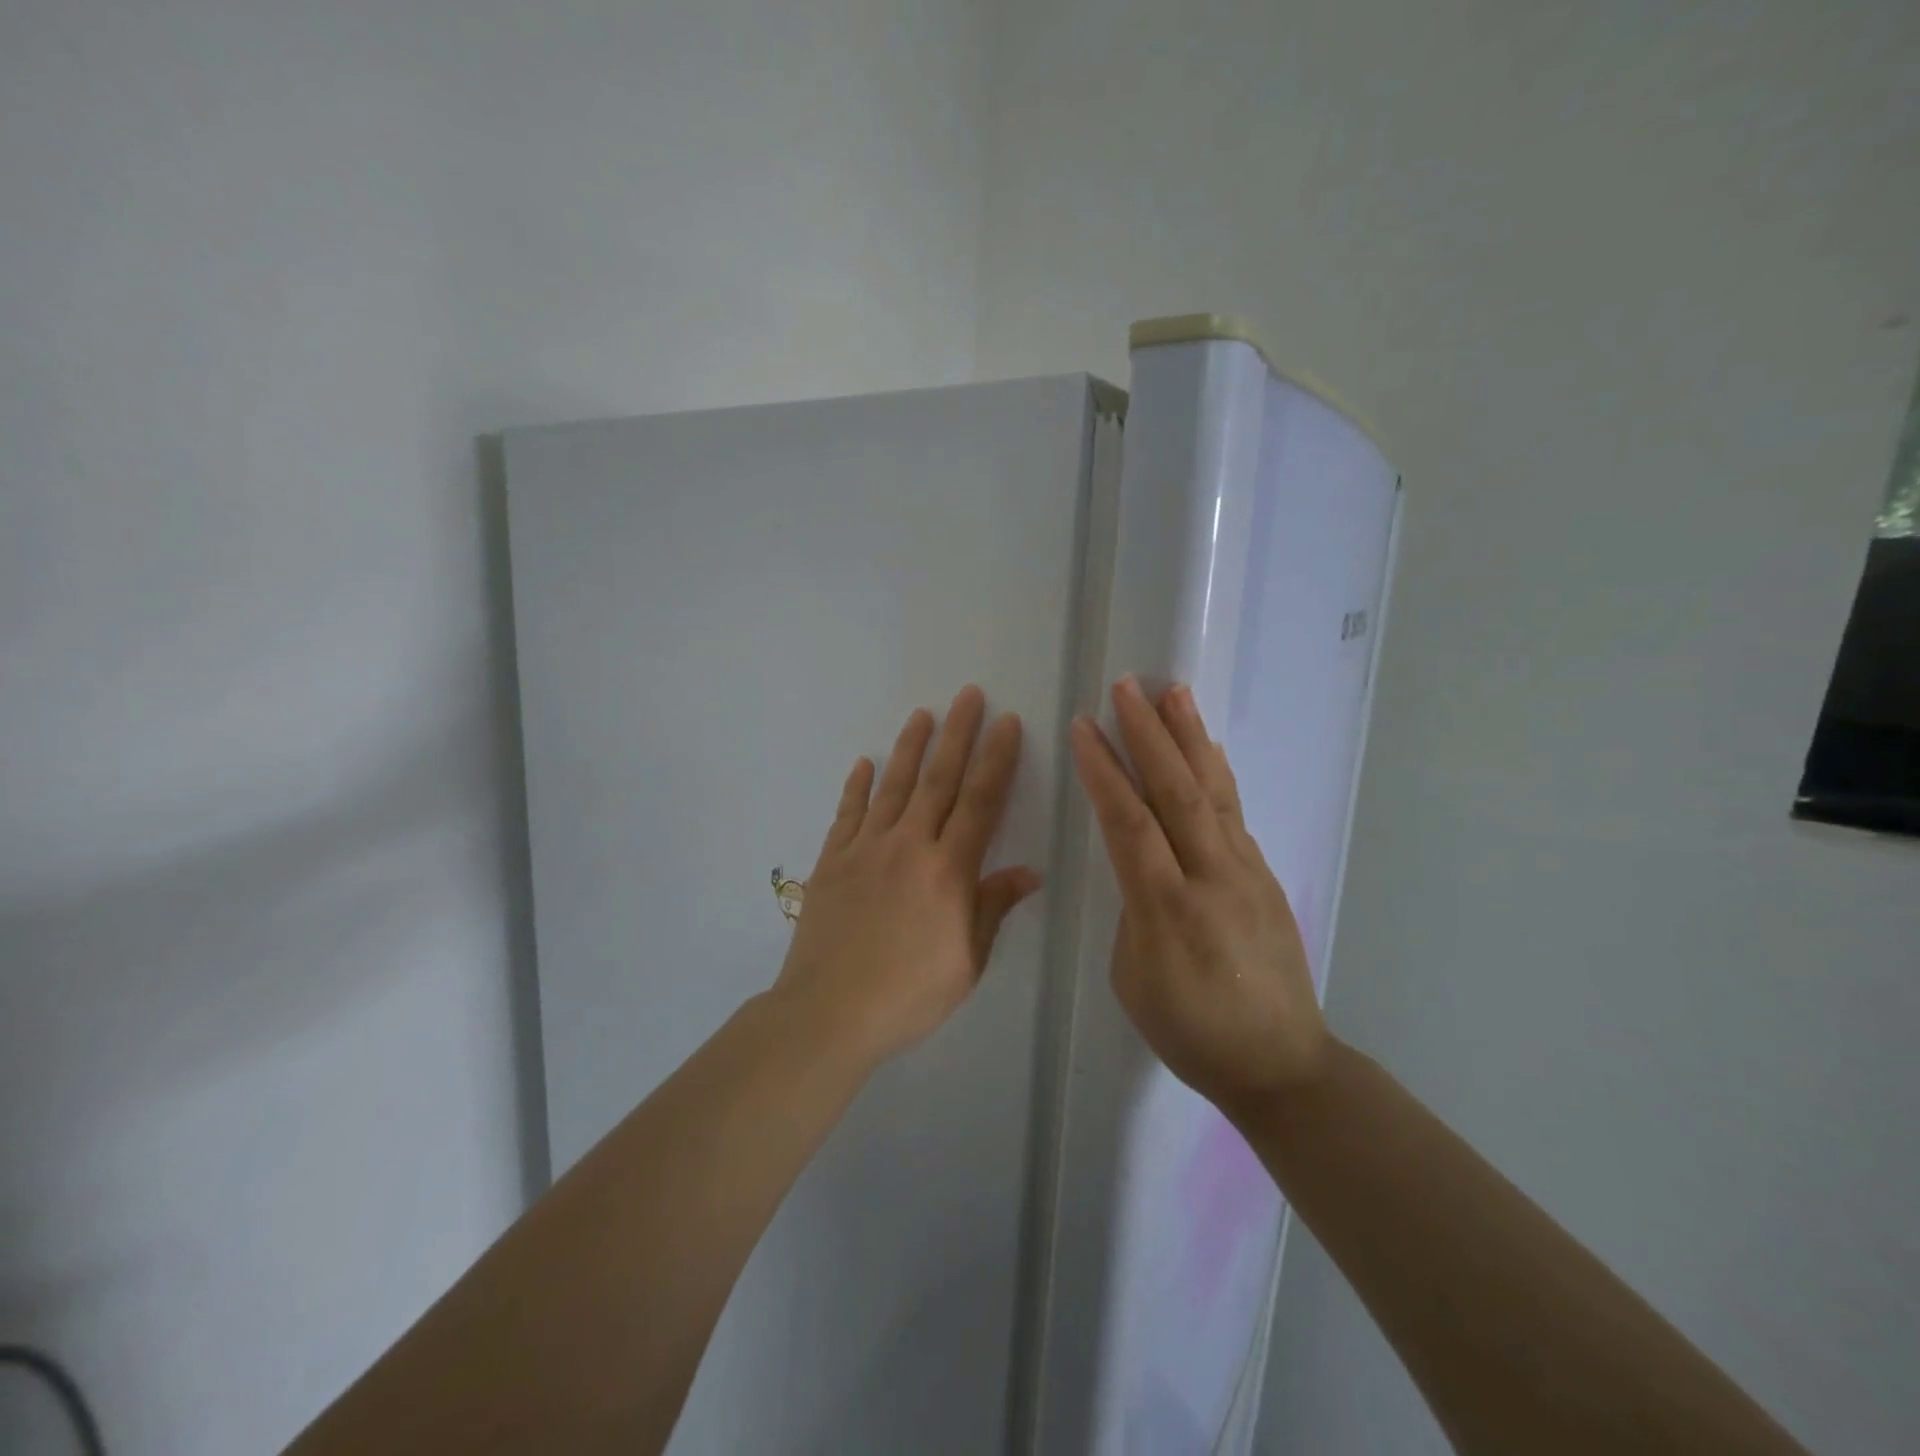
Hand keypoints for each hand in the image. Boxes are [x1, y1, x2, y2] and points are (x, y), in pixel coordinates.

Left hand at [775, 686, 1042, 1065]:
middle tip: (969, 695)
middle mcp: (909, 846)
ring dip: (911, 747)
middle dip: (958, 734)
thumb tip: (1029, 871)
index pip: (980, 802)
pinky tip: (864, 762)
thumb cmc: (909, 994)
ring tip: (923, 713)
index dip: (997, 759)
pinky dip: (857, 786)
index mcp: (949, 871)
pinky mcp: (833, 860)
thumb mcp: (968, 961)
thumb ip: (993, 907)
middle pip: (939, 780)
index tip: (1008, 723)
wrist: (829, 1012)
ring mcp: (866, 849)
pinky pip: (848, 813)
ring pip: (894, 786)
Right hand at [1070, 677, 1330, 1110]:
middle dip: (1148, 734)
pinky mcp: (1264, 875)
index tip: (1084, 727)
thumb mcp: (1134, 977)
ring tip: (1174, 693)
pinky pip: (1234, 812)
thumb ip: (1134, 909)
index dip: (1104, 771)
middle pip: (1176, 791)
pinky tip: (1206, 748)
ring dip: (1190, 738)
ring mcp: (1245, 872)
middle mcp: (1211, 877)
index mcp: (1167, 909)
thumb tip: (1142, 866)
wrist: (1281, 1063)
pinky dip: (1215, 772)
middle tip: (1127, 687)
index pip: (1129, 823)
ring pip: (1213, 791)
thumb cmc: (1190, 1031)